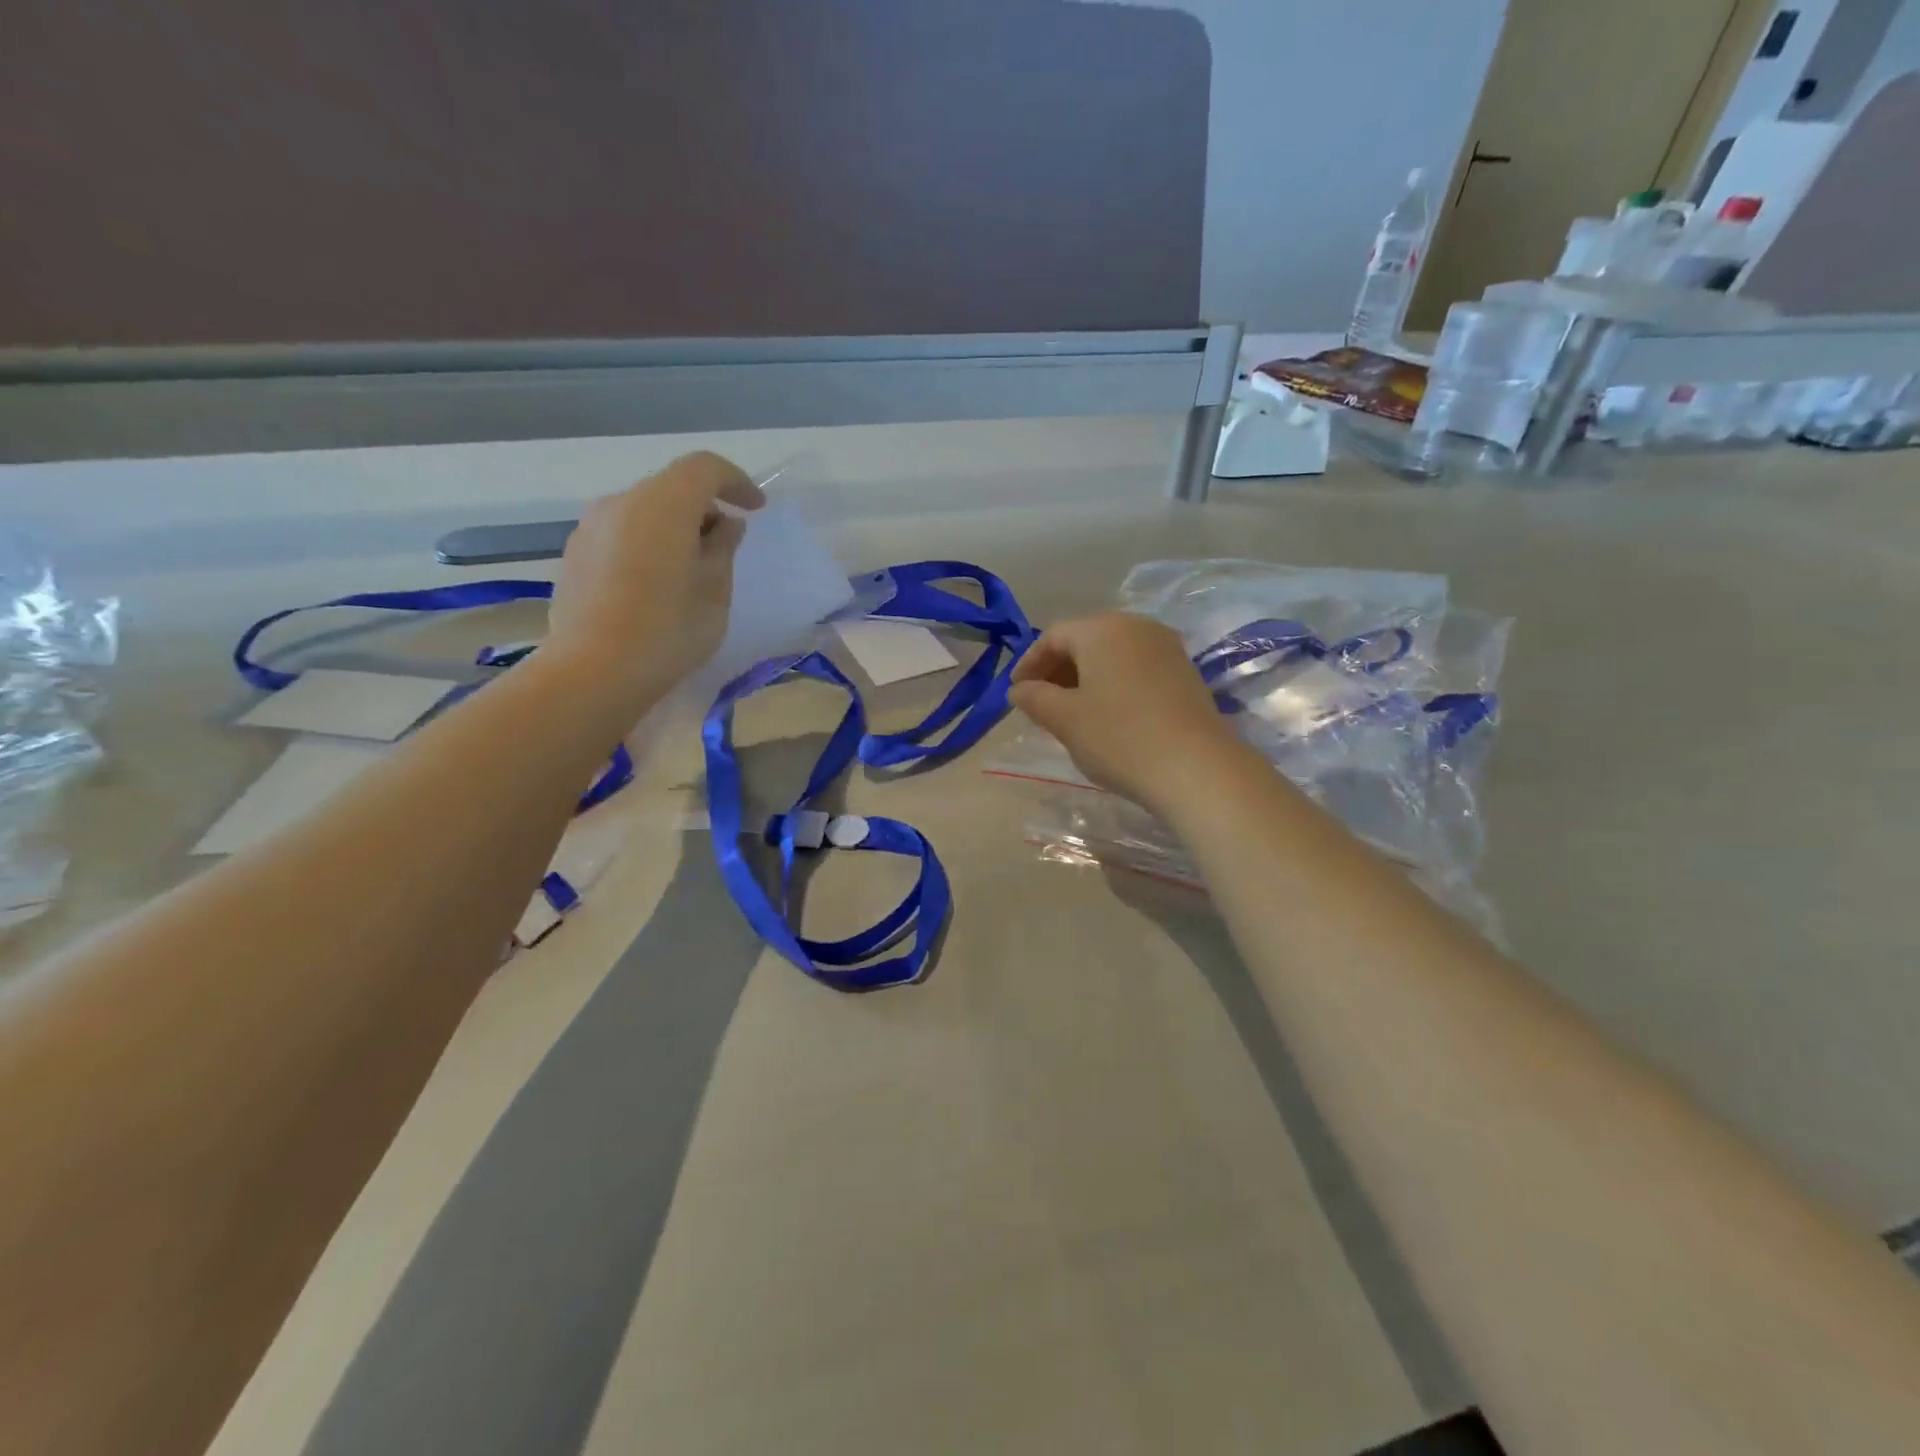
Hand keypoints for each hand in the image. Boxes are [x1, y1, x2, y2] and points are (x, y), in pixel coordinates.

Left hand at [544, 452, 763, 714]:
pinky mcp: (574, 555)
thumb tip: (724, 525)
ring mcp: (590, 527)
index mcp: (663, 504)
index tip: (755, 509)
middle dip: (704, 509)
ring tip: (689, 571)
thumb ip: (723, 549)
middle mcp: (621, 502)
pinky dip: (646, 546)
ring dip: (673, 529)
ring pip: (643, 512)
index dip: (736, 481)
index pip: (705, 468)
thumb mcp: (715, 592)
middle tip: (725, 547)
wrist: (593, 671)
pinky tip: (654, 587)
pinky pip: (621, 535)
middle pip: (671, 488)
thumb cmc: (669, 630)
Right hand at [1009, 612, 1245, 817]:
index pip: (1053, 636)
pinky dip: (1113, 684)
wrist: (1196, 768)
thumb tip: (1018, 689)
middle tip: (1039, 703)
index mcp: (1102, 629)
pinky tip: (1107, 715)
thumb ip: (1034, 698)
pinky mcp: (1185, 672)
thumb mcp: (1065, 720)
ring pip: (1112, 655)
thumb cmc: (1119, 738)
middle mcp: (1136, 626)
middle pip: (1085, 640)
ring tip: (1070, 712)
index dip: (1029, 663)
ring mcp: (1166, 647)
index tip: (1016, 693)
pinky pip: (1136, 668)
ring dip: (1085, 678)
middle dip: (1057, 670)